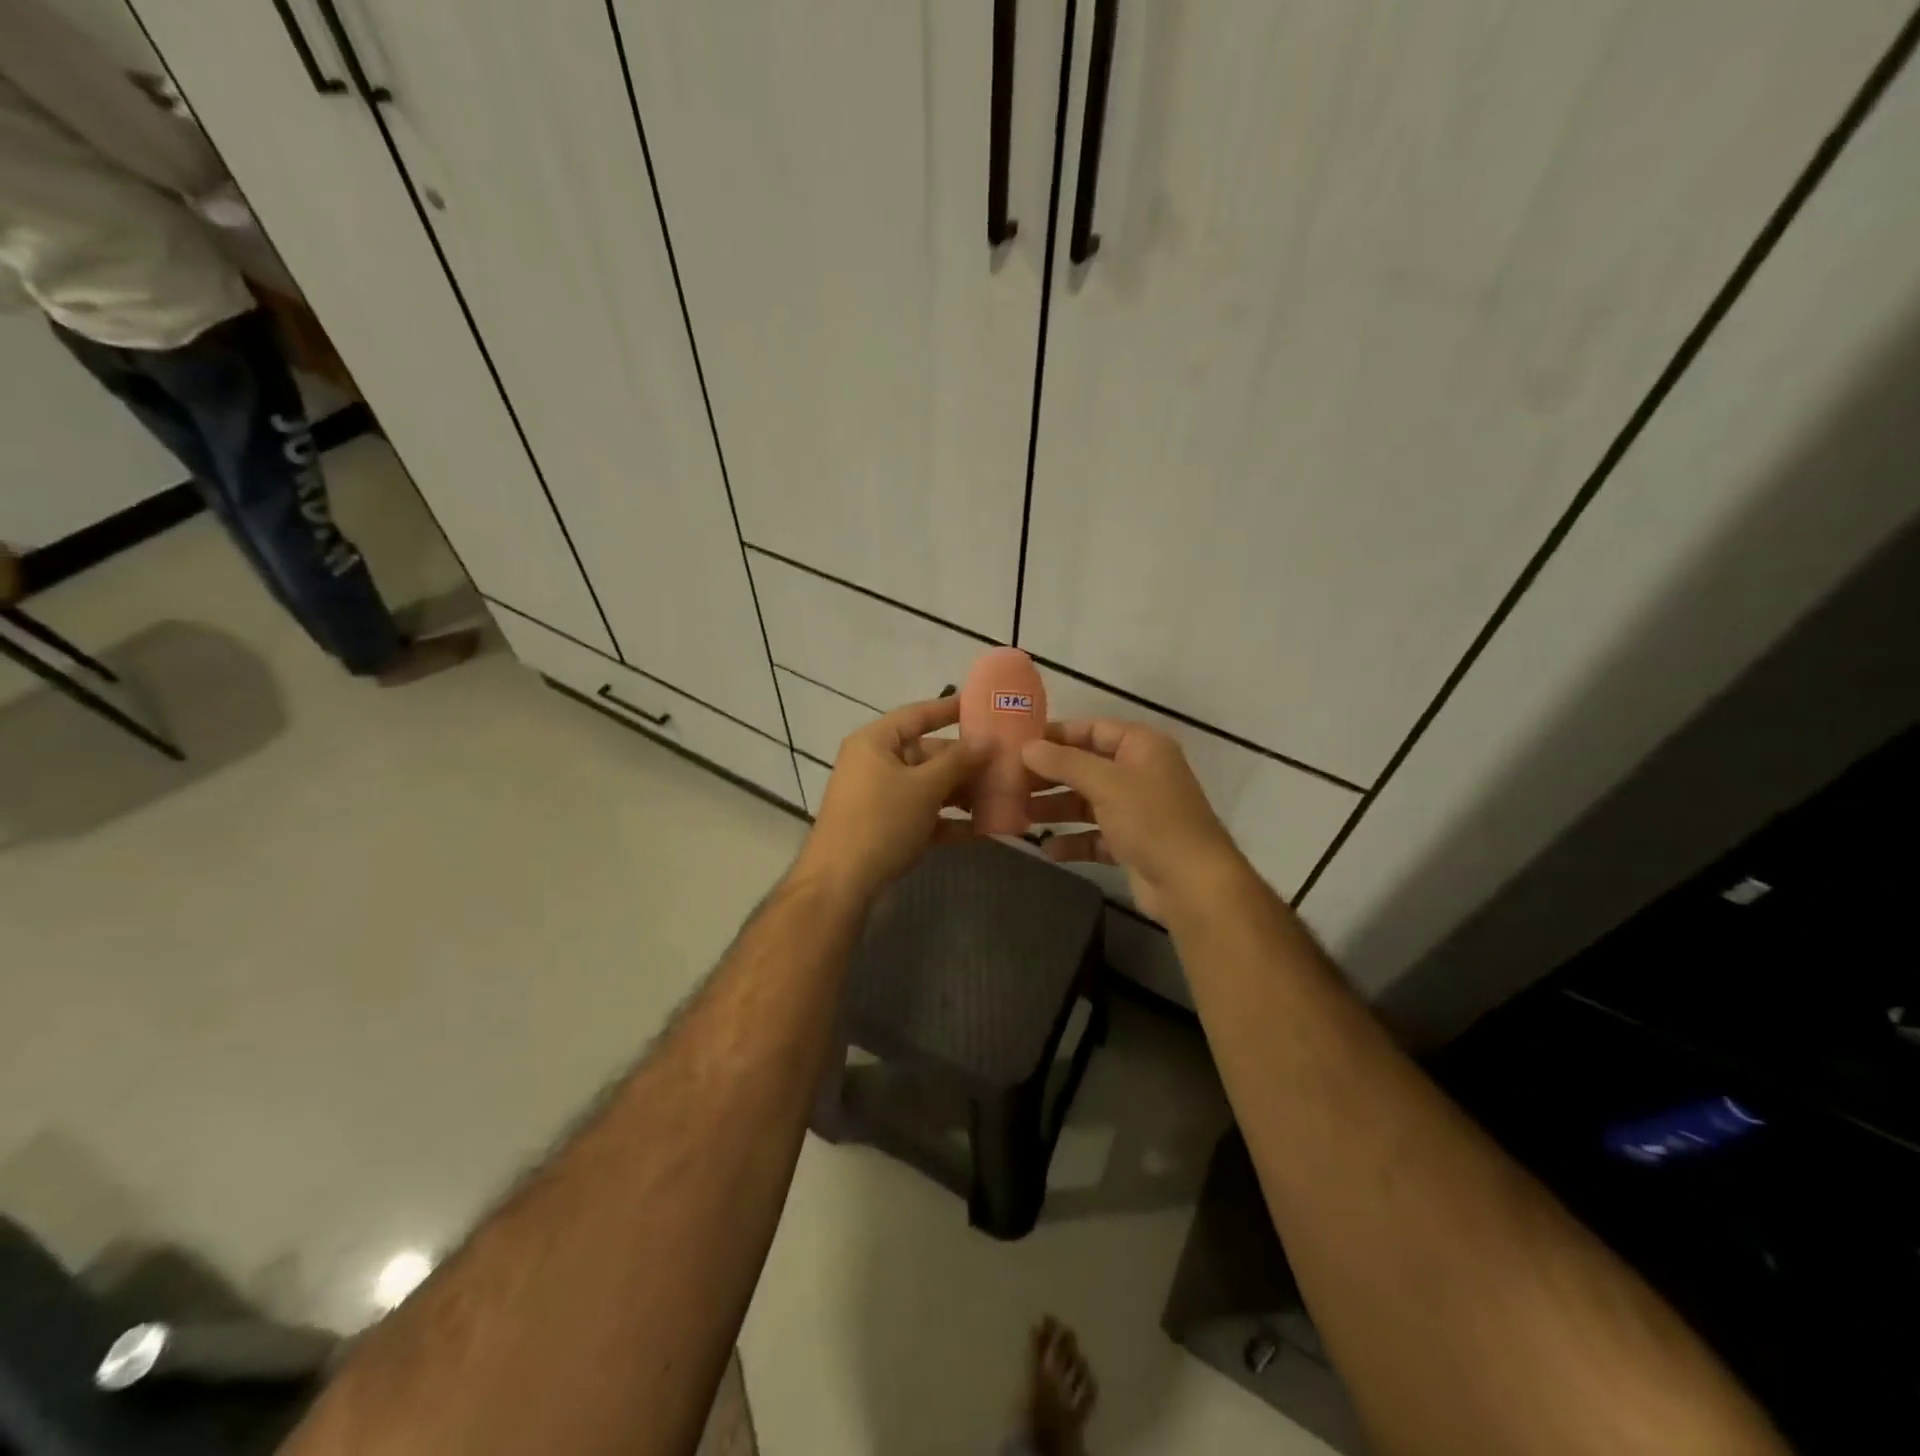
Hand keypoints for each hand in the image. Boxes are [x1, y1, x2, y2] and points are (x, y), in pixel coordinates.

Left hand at [791, 696, 987, 903]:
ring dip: (962, 792)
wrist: (840, 884)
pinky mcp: (886, 828)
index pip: (917, 714)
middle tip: (1005, 762)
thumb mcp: (924, 787)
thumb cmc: (881, 822)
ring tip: (1001, 795)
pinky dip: (949, 820)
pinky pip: (923, 815)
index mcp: (875, 742)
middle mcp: (875, 764)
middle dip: (965, 761)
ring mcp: (880, 798)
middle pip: (927, 753)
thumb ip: (959, 761)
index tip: (984, 705)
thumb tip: (989, 739)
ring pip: (928, 786)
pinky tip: (983, 829)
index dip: (950, 709)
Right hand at [1022, 719, 1245, 922]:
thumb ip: (1064, 762)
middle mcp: (1140, 773)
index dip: (1057, 735)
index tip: (1019, 744)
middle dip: (1050, 776)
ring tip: (1019, 815)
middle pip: (1086, 767)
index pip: (1093, 729)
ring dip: (1056, 808)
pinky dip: (1073, 841)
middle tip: (1010, 783)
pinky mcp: (1132, 844)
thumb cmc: (1152, 820)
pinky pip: (1094, 836)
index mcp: (1142, 747)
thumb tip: (1026, 747)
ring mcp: (1137, 810)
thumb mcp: (1105, 783)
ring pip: (1087, 802)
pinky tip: (1047, 849)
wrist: (1193, 883)